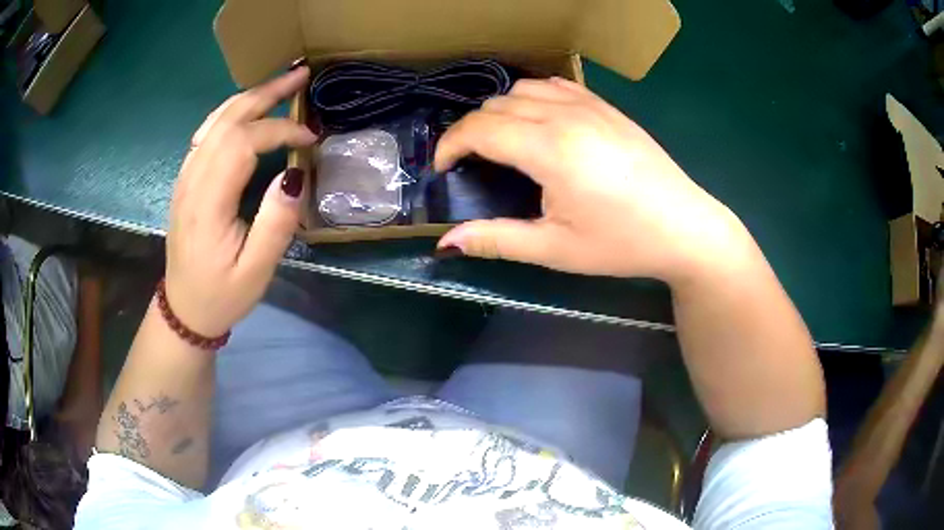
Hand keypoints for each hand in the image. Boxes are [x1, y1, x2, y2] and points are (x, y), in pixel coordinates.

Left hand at [165, 67, 315, 336]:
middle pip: (226, 120)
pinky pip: (207, 133)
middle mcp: (191, 181)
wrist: (184, 309)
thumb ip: (276, 224)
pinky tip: (247, 111)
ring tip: (279, 83)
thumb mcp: (256, 272)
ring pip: (214, 121)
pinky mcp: (186, 180)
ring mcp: (185, 177)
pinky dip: (231, 113)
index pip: (242, 142)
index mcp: (207, 203)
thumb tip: (295, 175)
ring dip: (249, 97)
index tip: (309, 138)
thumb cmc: (221, 294)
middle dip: (265, 94)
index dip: (279, 130)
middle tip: (300, 75)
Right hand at [435, 78, 748, 282]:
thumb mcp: (556, 249)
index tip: (442, 168)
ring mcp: (590, 106)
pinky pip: (556, 85)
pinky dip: (533, 97)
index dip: (450, 145)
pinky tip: (539, 120)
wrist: (684, 227)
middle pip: (497, 105)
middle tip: (471, 163)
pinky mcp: (607, 107)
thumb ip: (497, 240)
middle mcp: (566, 116)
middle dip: (471, 130)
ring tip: (502, 141)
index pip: (480, 129)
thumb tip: (446, 243)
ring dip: (501, 111)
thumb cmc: (621, 243)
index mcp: (550, 150)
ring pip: (524, 89)